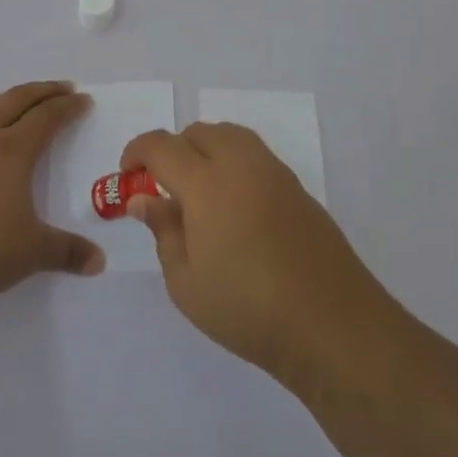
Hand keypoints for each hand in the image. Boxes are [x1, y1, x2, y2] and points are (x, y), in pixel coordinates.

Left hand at [0, 81, 104, 304]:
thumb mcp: (32, 253)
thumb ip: (67, 252)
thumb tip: (99, 262)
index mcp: (12, 151)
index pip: (47, 116)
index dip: (68, 106)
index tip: (82, 100)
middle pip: (16, 98)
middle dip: (43, 90)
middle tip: (61, 89)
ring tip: (2, 102)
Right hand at [121, 122, 395, 388]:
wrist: (331, 324)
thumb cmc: (247, 309)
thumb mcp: (186, 282)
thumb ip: (163, 231)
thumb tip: (145, 199)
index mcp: (206, 182)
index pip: (162, 146)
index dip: (137, 152)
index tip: (126, 173)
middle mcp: (240, 164)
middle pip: (198, 132)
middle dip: (172, 150)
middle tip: (163, 187)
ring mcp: (273, 172)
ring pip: (230, 136)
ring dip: (205, 149)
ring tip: (198, 191)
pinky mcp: (297, 187)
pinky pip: (254, 155)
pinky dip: (233, 163)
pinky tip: (233, 205)